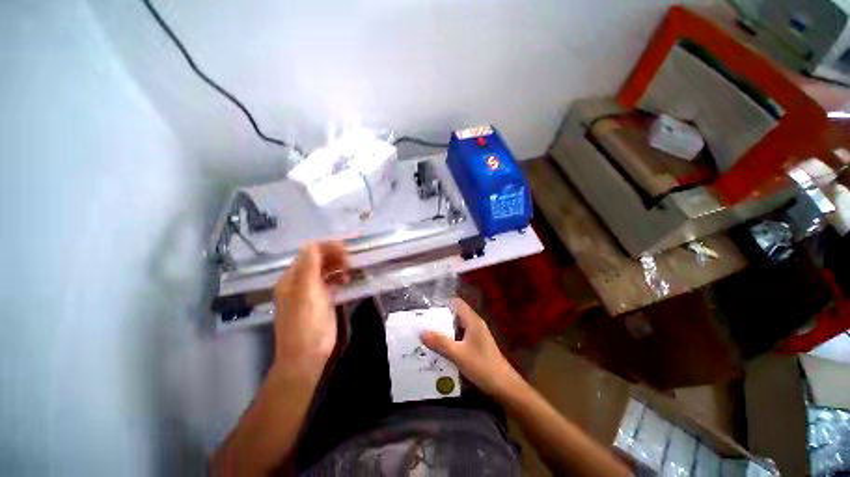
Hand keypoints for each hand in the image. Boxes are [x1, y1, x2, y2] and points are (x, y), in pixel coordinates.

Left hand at [272, 242, 348, 379]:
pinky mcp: (321, 301)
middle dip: (333, 256)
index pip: (308, 254)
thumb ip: (309, 267)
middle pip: (316, 261)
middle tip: (351, 259)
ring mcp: (310, 292)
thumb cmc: (306, 323)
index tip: (346, 248)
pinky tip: (347, 280)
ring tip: (350, 269)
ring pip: (324, 271)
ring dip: (337, 266)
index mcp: (291, 279)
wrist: (307, 356)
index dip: (326, 248)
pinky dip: (338, 278)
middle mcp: (299, 283)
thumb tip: (312, 243)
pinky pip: (330, 283)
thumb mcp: (307, 293)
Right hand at [421, 298, 520, 397]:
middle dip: (440, 318)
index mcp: (472, 321)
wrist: (504, 387)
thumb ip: (440, 342)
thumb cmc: (482, 366)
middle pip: (455, 315)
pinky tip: (438, 348)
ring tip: (426, 334)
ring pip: (456, 327)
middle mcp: (474, 324)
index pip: (456, 303)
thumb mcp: (458, 354)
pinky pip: (459, 337)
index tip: (427, 307)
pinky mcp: (476, 346)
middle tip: (423, 322)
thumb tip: (421, 332)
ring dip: (444, 330)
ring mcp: (476, 336)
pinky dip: (449, 340)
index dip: (442, 302)